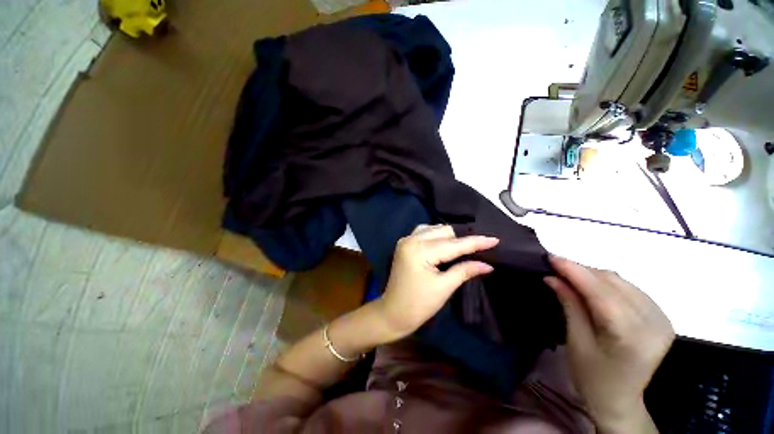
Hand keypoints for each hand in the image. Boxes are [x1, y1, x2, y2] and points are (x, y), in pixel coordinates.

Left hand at [375, 224, 498, 338]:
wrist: (393, 312)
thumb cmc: (419, 304)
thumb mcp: (444, 287)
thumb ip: (464, 271)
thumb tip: (487, 264)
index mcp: (420, 251)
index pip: (453, 244)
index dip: (475, 242)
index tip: (494, 239)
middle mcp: (411, 239)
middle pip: (443, 231)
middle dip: (462, 238)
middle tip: (480, 244)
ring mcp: (406, 240)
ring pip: (433, 229)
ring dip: (450, 235)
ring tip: (465, 243)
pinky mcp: (404, 244)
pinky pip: (424, 232)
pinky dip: (437, 235)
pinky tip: (445, 241)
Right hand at [544, 255, 673, 432]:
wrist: (621, 400)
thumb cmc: (592, 377)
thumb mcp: (576, 341)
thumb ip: (569, 305)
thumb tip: (552, 277)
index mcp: (631, 337)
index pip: (601, 293)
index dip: (575, 271)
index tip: (551, 257)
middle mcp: (653, 324)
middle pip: (613, 283)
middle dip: (582, 271)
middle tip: (556, 268)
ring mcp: (662, 319)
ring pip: (622, 282)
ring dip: (593, 275)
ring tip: (571, 277)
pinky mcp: (661, 317)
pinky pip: (630, 289)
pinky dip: (607, 283)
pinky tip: (593, 287)